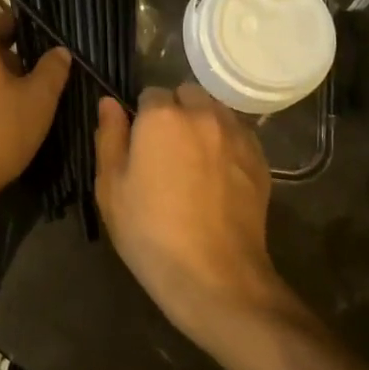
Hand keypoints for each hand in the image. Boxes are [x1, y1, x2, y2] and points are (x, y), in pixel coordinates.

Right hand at [95, 85, 291, 350]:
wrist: (215, 276)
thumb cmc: (151, 232)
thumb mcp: (111, 188)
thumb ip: (109, 136)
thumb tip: (109, 103)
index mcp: (161, 117)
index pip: (149, 93)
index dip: (142, 116)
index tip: (139, 144)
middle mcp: (202, 115)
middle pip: (187, 94)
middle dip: (176, 111)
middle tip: (166, 150)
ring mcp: (236, 135)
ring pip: (216, 110)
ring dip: (203, 122)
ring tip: (195, 159)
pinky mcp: (259, 159)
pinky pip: (238, 134)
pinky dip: (226, 143)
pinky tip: (219, 175)